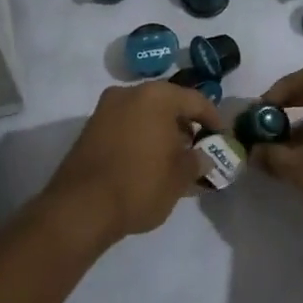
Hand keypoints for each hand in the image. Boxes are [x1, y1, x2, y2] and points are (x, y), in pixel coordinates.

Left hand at [43, 81, 219, 242]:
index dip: (213, 119)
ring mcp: (105, 109)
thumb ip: (197, 161)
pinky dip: (141, 137)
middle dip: (185, 125)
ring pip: (145, 114)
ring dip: (162, 131)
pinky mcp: (90, 129)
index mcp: (156, 96)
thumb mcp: (180, 177)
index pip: (195, 100)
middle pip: (167, 103)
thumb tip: (202, 156)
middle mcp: (129, 93)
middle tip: (198, 147)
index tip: (222, 137)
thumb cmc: (139, 185)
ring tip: (174, 159)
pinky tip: (149, 162)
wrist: (80, 208)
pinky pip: (126, 125)